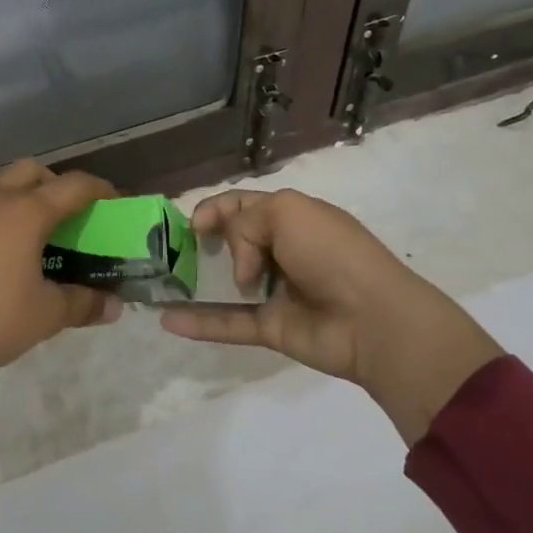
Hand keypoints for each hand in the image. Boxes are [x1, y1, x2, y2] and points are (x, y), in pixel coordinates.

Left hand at [0, 160, 121, 397]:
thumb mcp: (45, 316)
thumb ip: (82, 303)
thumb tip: (112, 305)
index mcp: (25, 212)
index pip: (73, 185)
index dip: (100, 189)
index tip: (114, 202)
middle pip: (30, 170)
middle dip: (54, 184)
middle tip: (65, 214)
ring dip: (13, 187)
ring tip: (22, 219)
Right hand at [159, 189, 502, 442]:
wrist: (373, 318)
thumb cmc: (331, 252)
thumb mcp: (287, 212)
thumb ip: (244, 222)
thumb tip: (239, 265)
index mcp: (292, 217)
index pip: (243, 205)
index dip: (214, 210)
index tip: (192, 226)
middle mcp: (282, 251)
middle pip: (231, 242)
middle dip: (201, 243)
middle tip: (175, 252)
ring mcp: (275, 291)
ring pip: (224, 284)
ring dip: (192, 283)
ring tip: (159, 283)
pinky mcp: (271, 328)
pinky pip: (228, 322)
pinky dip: (198, 322)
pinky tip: (165, 320)